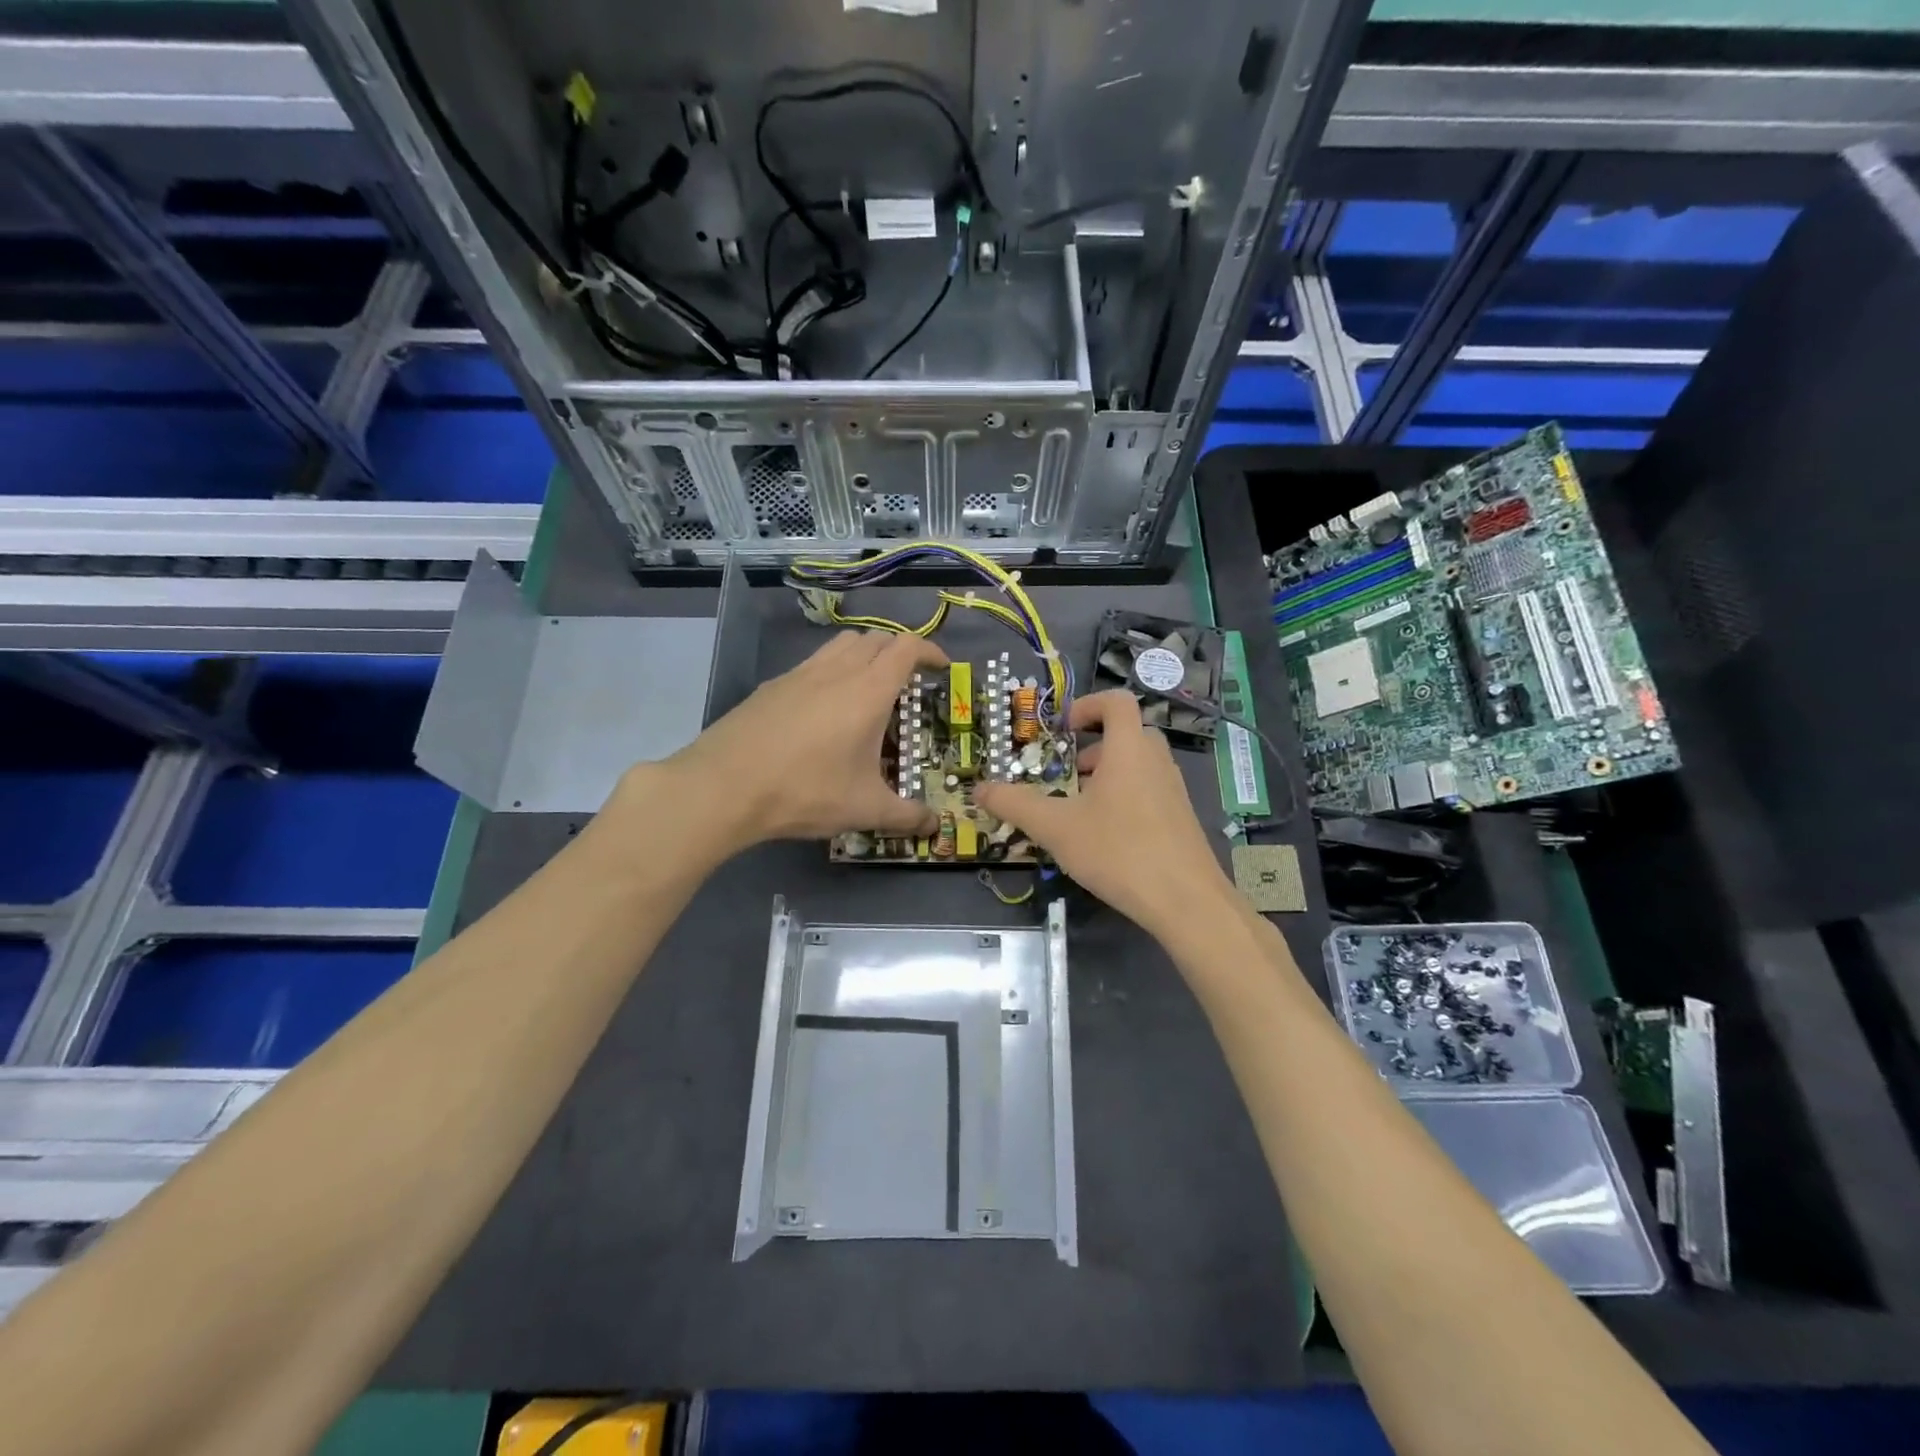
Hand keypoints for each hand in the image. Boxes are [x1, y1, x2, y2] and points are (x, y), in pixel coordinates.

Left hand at [661, 629, 947, 849]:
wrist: (724, 786)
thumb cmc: (805, 791)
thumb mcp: (864, 809)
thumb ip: (905, 816)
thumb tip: (934, 826)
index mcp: (868, 691)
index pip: (907, 648)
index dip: (930, 652)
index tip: (942, 669)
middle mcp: (836, 671)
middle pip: (876, 638)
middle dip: (899, 652)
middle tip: (909, 682)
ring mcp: (800, 674)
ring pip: (842, 644)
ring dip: (865, 655)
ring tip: (869, 689)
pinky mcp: (773, 686)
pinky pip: (814, 663)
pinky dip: (833, 670)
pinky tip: (825, 709)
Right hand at [975, 690, 1231, 940]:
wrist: (1186, 901)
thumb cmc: (1118, 850)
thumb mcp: (1056, 827)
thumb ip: (1015, 804)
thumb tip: (979, 788)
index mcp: (1129, 748)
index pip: (1116, 701)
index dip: (1087, 705)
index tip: (1062, 729)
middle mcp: (1156, 760)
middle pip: (1127, 733)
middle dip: (1092, 747)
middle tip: (1067, 774)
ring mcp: (1173, 789)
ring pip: (1138, 764)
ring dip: (1107, 774)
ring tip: (1080, 810)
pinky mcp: (1181, 818)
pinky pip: (1149, 790)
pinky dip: (1125, 797)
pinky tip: (1106, 837)